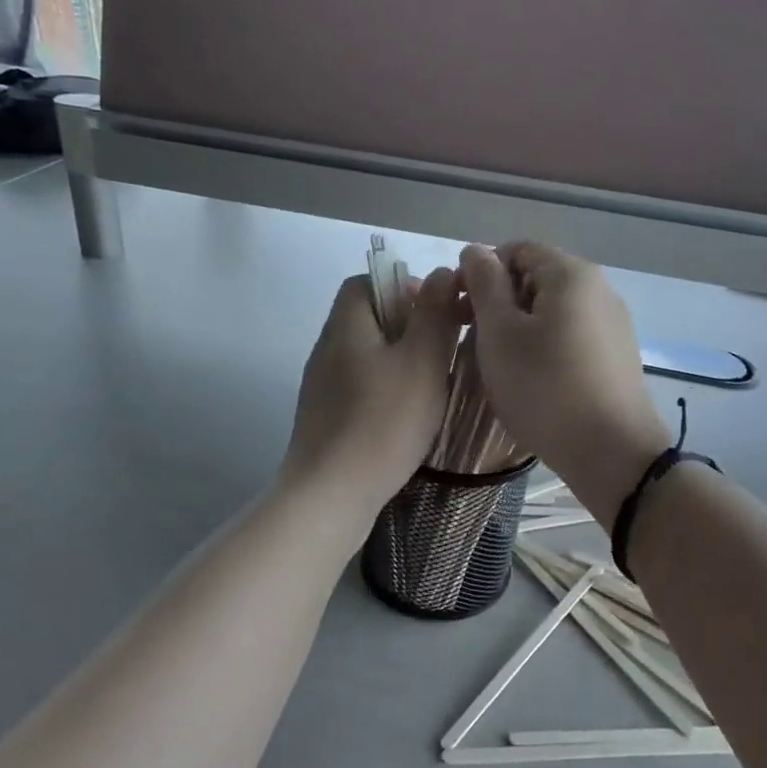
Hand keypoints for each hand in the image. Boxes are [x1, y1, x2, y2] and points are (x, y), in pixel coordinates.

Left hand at [281, 267, 461, 516]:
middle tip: (444, 350)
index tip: (438, 311)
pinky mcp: (325, 418)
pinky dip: (387, 390)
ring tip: (433, 384)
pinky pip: (361, 387)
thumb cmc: (383, 421)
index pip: (366, 282)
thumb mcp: (421, 361)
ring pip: (367, 355)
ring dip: (401, 360)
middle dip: (409, 326)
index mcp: (346, 326)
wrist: (331, 494)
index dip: (404, 286)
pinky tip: (408, 416)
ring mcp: (322, 386)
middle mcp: (327, 349)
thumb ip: (433, 313)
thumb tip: (439, 273)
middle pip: (368, 318)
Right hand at [459, 242, 670, 521]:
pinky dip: (543, 345)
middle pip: (536, 278)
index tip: (459, 308)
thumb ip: (484, 284)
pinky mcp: (616, 356)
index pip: (516, 249)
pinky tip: (532, 378)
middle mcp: (599, 289)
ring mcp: (612, 324)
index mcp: (571, 274)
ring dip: (518, 326)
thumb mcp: (500, 333)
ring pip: (552, 310)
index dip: (481, 272)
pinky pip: (570, 335)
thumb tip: (474, 251)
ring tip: (497, 362)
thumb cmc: (544, 387)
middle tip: (470, 337)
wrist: (611, 452)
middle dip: (498, 300)